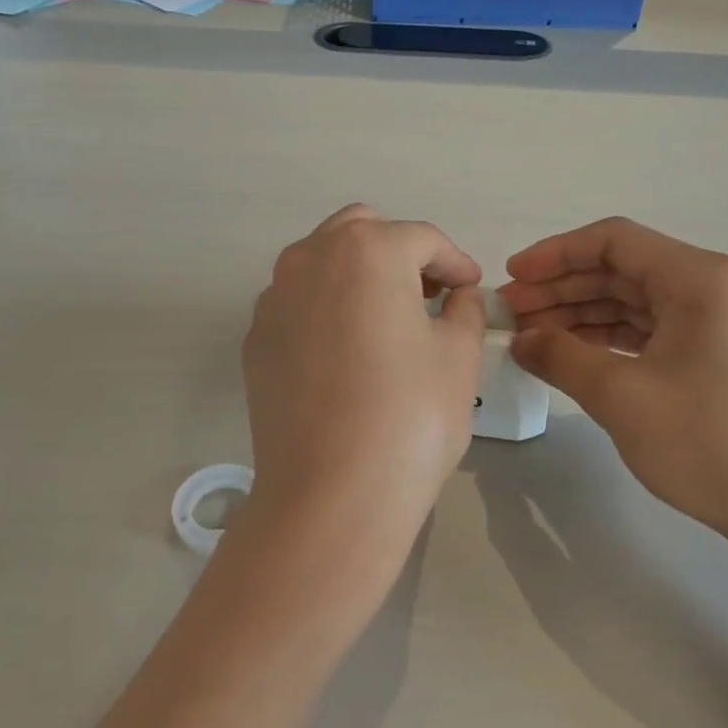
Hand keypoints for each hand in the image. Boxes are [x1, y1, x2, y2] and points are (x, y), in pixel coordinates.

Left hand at [236, 205, 485, 608]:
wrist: (330, 494)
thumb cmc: (410, 417)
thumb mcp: (458, 357)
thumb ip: (464, 311)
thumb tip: (458, 297)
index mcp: (366, 251)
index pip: (421, 239)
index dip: (455, 261)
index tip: (472, 288)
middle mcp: (309, 259)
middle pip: (361, 232)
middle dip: (400, 253)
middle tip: (429, 294)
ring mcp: (273, 300)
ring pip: (321, 263)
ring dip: (358, 276)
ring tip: (387, 320)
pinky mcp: (255, 341)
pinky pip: (297, 304)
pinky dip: (326, 309)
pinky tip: (346, 354)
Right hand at [501, 217, 727, 556]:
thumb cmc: (708, 443)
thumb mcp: (622, 397)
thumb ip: (562, 357)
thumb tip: (521, 339)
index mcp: (698, 279)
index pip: (614, 241)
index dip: (555, 254)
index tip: (512, 278)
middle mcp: (710, 289)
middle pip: (621, 269)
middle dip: (561, 287)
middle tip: (511, 314)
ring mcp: (714, 323)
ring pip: (632, 301)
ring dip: (579, 314)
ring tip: (531, 337)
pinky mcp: (712, 356)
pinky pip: (648, 331)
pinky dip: (606, 339)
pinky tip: (572, 355)